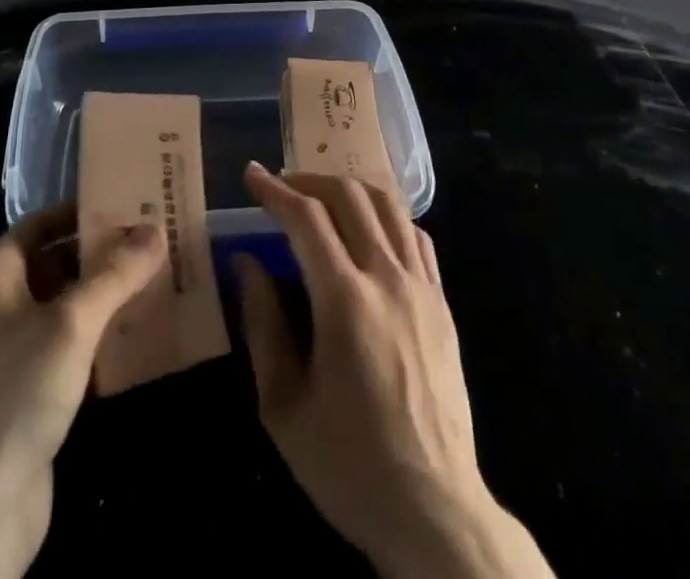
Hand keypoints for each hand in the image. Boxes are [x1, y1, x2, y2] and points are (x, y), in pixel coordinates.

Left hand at [0, 207, 164, 578]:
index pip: (44, 222)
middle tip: (158, 242)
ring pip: (68, 306)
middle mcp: (0, 304)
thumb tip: (156, 229)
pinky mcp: (30, 391)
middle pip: (59, 261)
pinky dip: (101, 338)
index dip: (85, 210)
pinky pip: (71, 347)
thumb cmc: (16, 393)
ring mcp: (13, 350)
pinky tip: (141, 336)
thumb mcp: (71, 323)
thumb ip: (114, 274)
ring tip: (160, 281)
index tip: (132, 203)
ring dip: (108, 296)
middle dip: (105, 254)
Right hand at [234, 163, 552, 578]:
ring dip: (348, 188)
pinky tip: (367, 229)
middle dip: (308, 180)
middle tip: (280, 187)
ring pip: (387, 204)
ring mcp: (422, 287)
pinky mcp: (442, 303)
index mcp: (345, 301)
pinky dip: (386, 215)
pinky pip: (415, 235)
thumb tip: (247, 263)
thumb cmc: (350, 465)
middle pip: (349, 195)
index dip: (274, 191)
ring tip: (320, 196)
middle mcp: (387, 279)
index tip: (251, 176)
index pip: (306, 218)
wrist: (435, 513)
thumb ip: (263, 324)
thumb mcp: (284, 406)